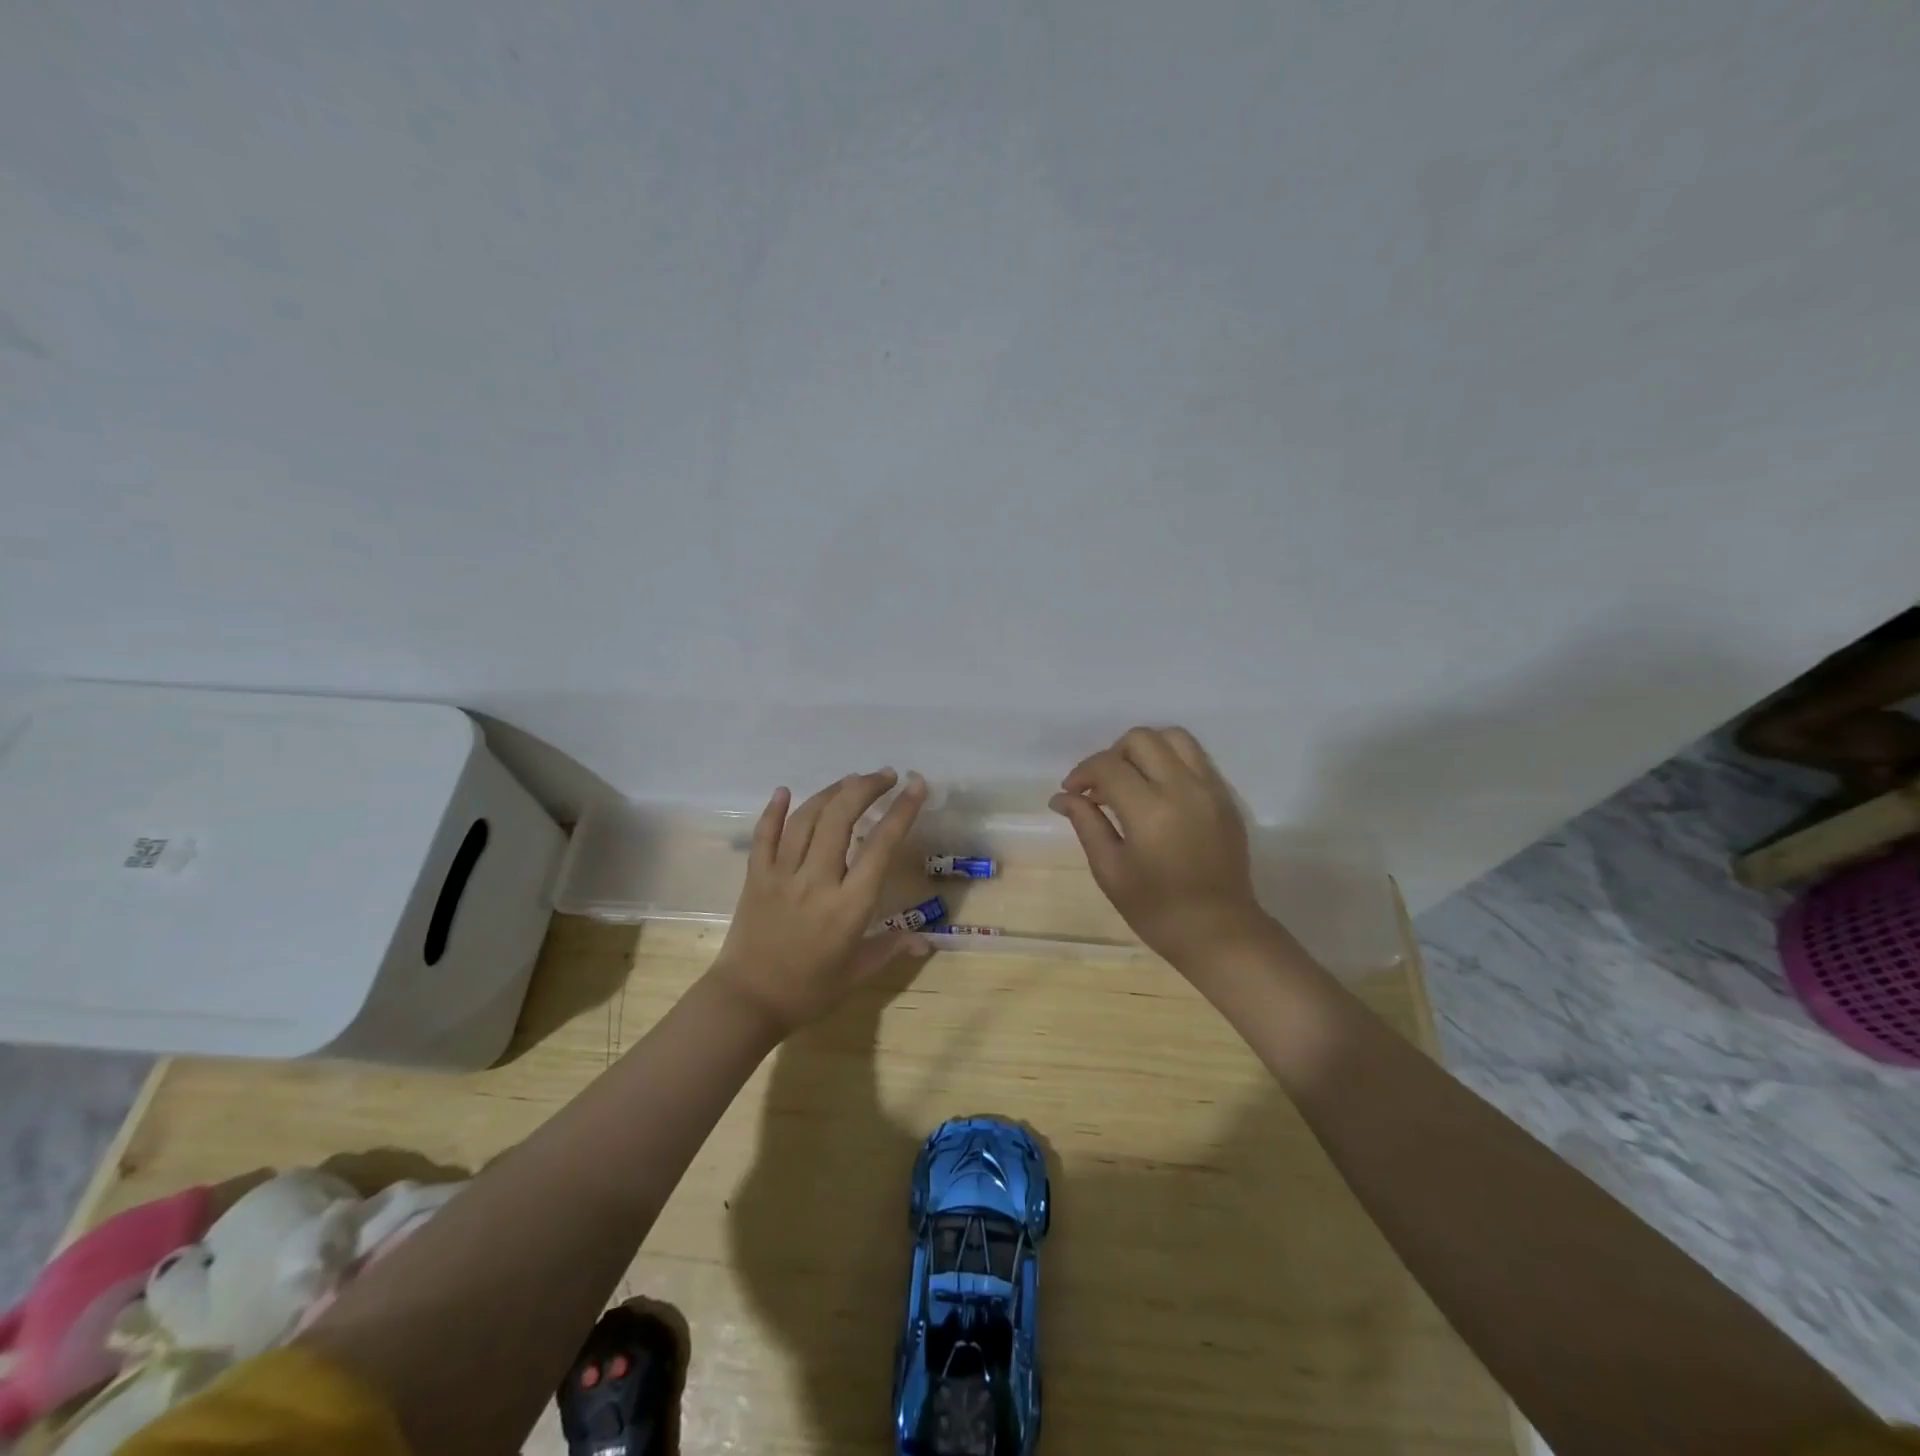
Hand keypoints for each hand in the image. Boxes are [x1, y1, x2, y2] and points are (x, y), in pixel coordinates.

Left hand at [709, 769, 930, 1034]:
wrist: (747, 1002)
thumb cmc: (809, 991)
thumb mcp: (858, 973)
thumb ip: (892, 948)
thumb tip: (927, 941)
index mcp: (849, 905)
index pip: (881, 845)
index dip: (901, 811)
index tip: (916, 785)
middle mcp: (817, 881)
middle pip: (841, 818)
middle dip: (866, 788)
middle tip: (885, 776)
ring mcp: (782, 875)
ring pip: (807, 819)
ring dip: (831, 793)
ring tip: (851, 780)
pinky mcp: (755, 877)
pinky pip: (764, 836)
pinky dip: (774, 810)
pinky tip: (784, 791)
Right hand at [1050, 727, 1274, 969]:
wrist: (1219, 931)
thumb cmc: (1156, 909)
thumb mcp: (1110, 870)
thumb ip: (1086, 824)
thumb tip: (1062, 797)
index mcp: (1150, 810)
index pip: (1108, 766)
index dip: (1083, 772)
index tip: (1072, 792)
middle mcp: (1183, 788)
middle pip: (1141, 739)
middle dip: (1112, 755)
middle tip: (1101, 786)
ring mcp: (1210, 789)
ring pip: (1174, 737)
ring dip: (1145, 749)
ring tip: (1131, 780)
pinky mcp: (1226, 797)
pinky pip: (1195, 758)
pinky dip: (1170, 761)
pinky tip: (1158, 792)